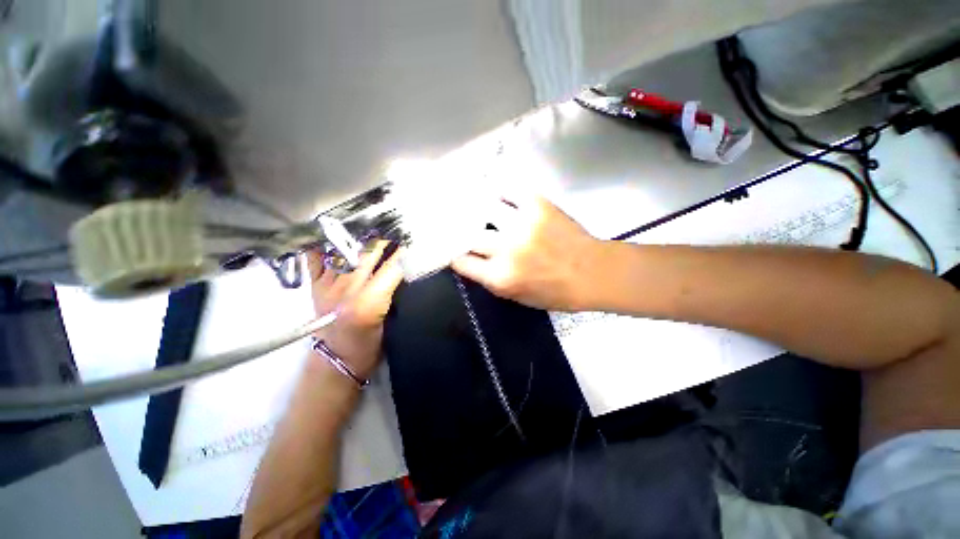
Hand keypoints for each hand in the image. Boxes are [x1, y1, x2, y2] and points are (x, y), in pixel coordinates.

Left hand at [306, 240, 403, 379]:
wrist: (338, 360)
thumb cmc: (370, 344)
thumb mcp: (392, 322)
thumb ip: (397, 293)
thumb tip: (406, 267)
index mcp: (370, 300)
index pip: (392, 267)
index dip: (404, 253)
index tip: (413, 242)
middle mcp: (347, 288)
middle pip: (369, 253)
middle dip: (385, 240)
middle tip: (396, 232)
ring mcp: (328, 285)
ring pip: (345, 250)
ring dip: (360, 238)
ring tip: (372, 231)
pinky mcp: (315, 287)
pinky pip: (316, 260)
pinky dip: (324, 246)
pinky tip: (335, 238)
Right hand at [451, 193, 605, 311]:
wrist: (592, 273)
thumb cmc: (556, 292)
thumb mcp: (517, 296)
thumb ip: (492, 279)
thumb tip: (473, 260)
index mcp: (501, 277)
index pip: (461, 261)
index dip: (454, 255)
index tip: (455, 250)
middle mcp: (506, 249)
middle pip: (469, 235)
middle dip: (464, 233)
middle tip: (463, 228)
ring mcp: (521, 225)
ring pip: (485, 209)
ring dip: (478, 209)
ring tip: (473, 204)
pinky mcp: (537, 206)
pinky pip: (510, 192)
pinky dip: (502, 193)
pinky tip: (499, 195)